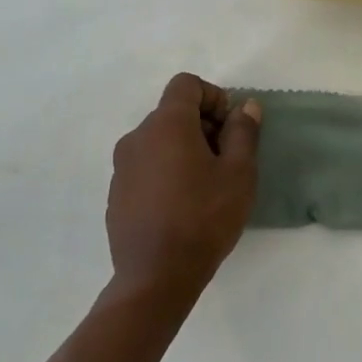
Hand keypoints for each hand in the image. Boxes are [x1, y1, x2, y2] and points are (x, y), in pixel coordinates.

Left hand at [106, 73, 260, 300]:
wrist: (156, 276)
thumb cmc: (204, 218)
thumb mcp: (238, 173)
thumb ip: (243, 132)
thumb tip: (245, 106)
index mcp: (166, 124)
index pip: (187, 84)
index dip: (214, 97)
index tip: (231, 129)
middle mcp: (137, 137)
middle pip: (172, 113)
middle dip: (203, 126)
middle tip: (227, 161)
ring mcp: (121, 167)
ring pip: (158, 142)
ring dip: (184, 150)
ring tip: (206, 186)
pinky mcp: (116, 194)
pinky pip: (145, 167)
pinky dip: (166, 172)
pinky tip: (182, 206)